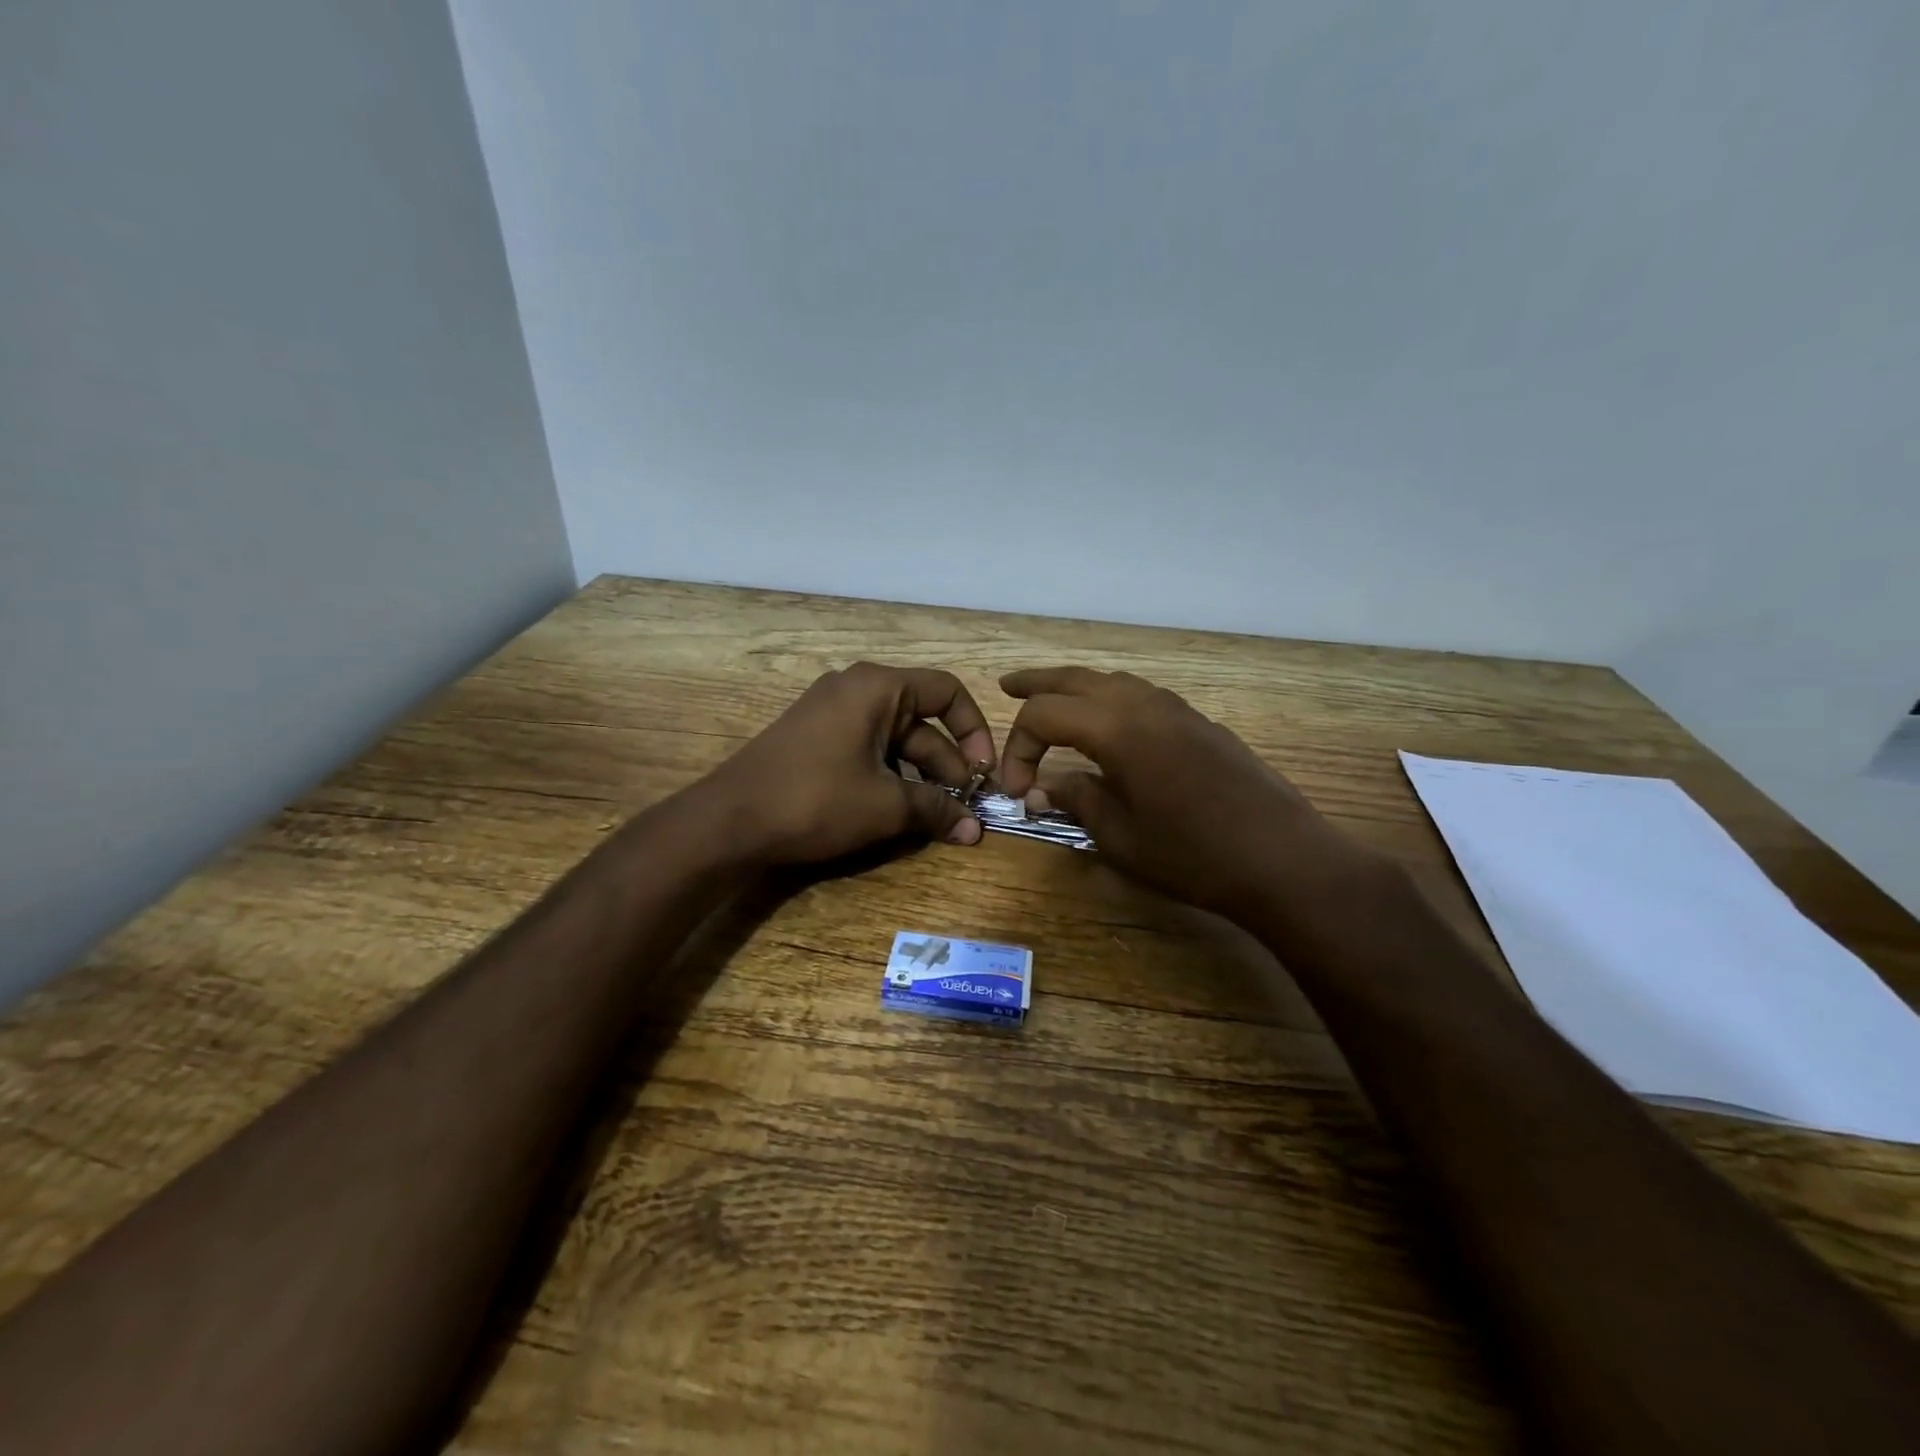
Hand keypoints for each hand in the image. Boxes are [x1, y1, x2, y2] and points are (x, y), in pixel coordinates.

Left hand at [704, 663, 996, 865]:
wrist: (728, 821)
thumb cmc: (815, 800)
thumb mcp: (884, 806)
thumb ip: (936, 810)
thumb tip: (974, 831)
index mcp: (877, 687)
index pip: (947, 691)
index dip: (974, 730)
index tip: (983, 773)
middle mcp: (855, 688)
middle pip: (921, 719)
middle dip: (947, 763)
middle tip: (965, 806)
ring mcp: (830, 712)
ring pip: (894, 738)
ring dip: (920, 775)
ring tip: (937, 815)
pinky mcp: (814, 738)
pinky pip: (867, 748)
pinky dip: (890, 774)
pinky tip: (898, 810)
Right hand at [996, 668, 1371, 921]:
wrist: (1283, 859)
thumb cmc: (1193, 854)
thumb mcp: (1120, 836)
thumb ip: (1076, 800)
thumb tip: (1043, 788)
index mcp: (1117, 728)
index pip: (1044, 715)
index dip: (1019, 747)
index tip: (1017, 789)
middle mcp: (1145, 704)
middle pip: (1076, 678)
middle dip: (1037, 684)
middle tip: (1006, 687)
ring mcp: (1178, 710)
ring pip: (1113, 681)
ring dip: (1076, 687)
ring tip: (1053, 700)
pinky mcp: (1200, 724)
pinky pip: (1142, 695)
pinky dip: (1111, 698)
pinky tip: (1109, 723)